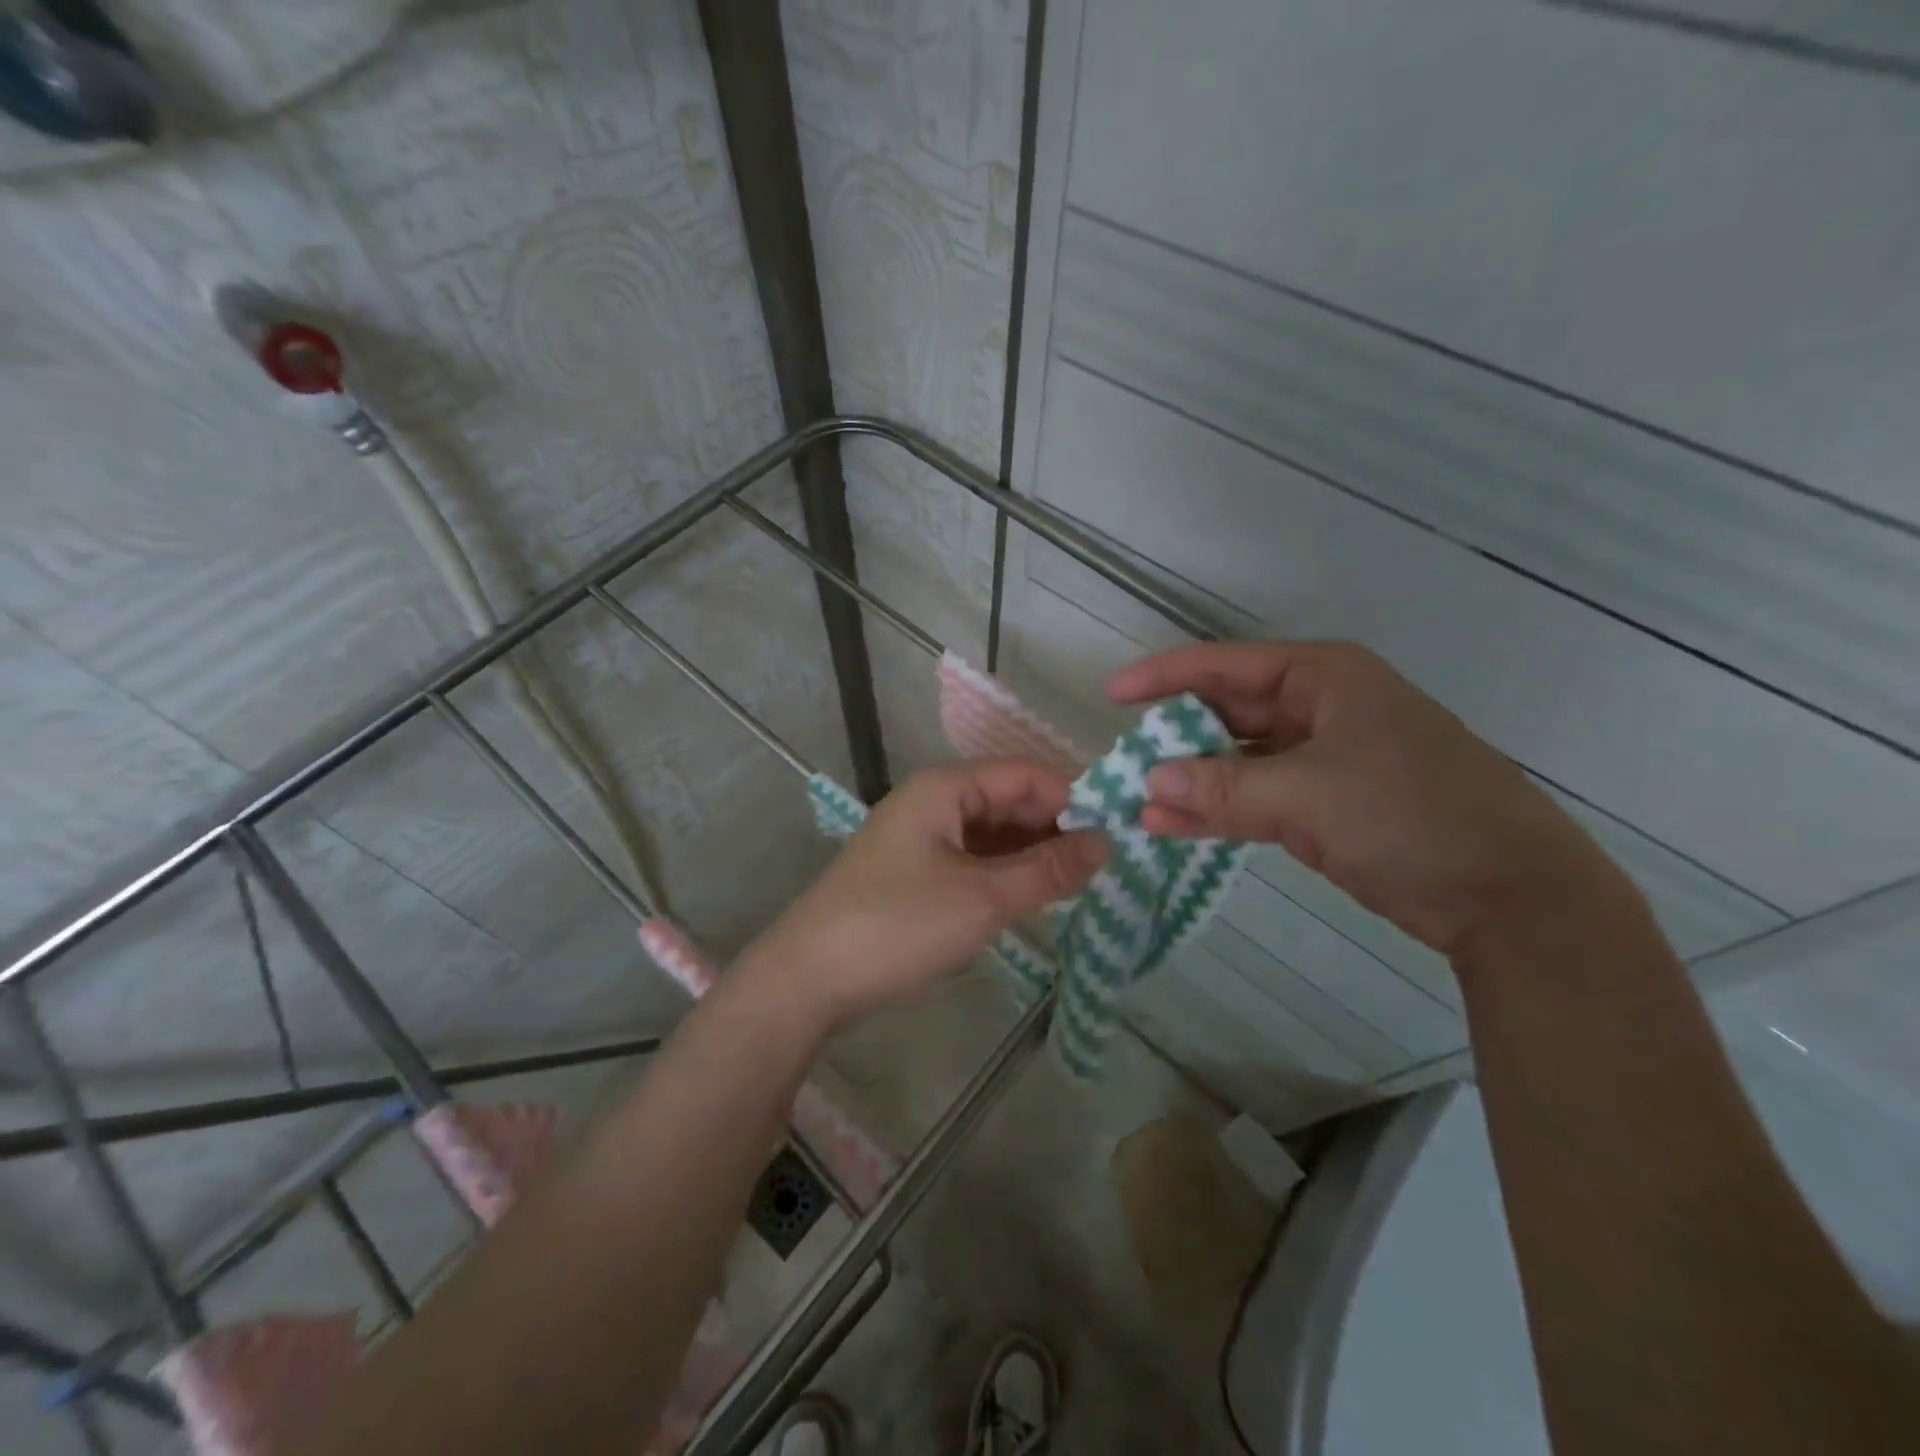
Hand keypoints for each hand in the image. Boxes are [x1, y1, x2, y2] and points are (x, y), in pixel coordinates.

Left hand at [745, 761, 1106, 1027]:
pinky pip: (974, 860)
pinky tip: (1035, 899)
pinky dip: (1006, 875)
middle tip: (1107, 868)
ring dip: (1034, 855)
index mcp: (946, 788)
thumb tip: (1106, 843)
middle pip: (1010, 801)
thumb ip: (1048, 870)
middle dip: (1056, 829)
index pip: (1025, 775)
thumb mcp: (983, 899)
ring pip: (994, 834)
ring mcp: (923, 838)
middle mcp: (934, 802)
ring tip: (1080, 886)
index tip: (1118, 834)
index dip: (1073, 798)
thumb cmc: (897, 926)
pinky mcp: (916, 873)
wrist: (807, 979)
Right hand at [1108, 641, 1626, 956]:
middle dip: (1175, 738)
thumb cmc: (1411, 814)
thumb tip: (1148, 782)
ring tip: (1135, 802)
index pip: (1226, 667)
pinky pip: (1254, 800)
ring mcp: (1321, 761)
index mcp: (1323, 678)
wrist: (1509, 894)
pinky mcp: (1323, 808)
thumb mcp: (1308, 795)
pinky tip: (1170, 826)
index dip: (1165, 677)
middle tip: (1121, 759)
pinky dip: (1216, 813)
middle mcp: (1318, 710)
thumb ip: (1223, 786)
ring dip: (1191, 783)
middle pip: (1227, 714)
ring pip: (1237, 763)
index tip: (1112, 694)